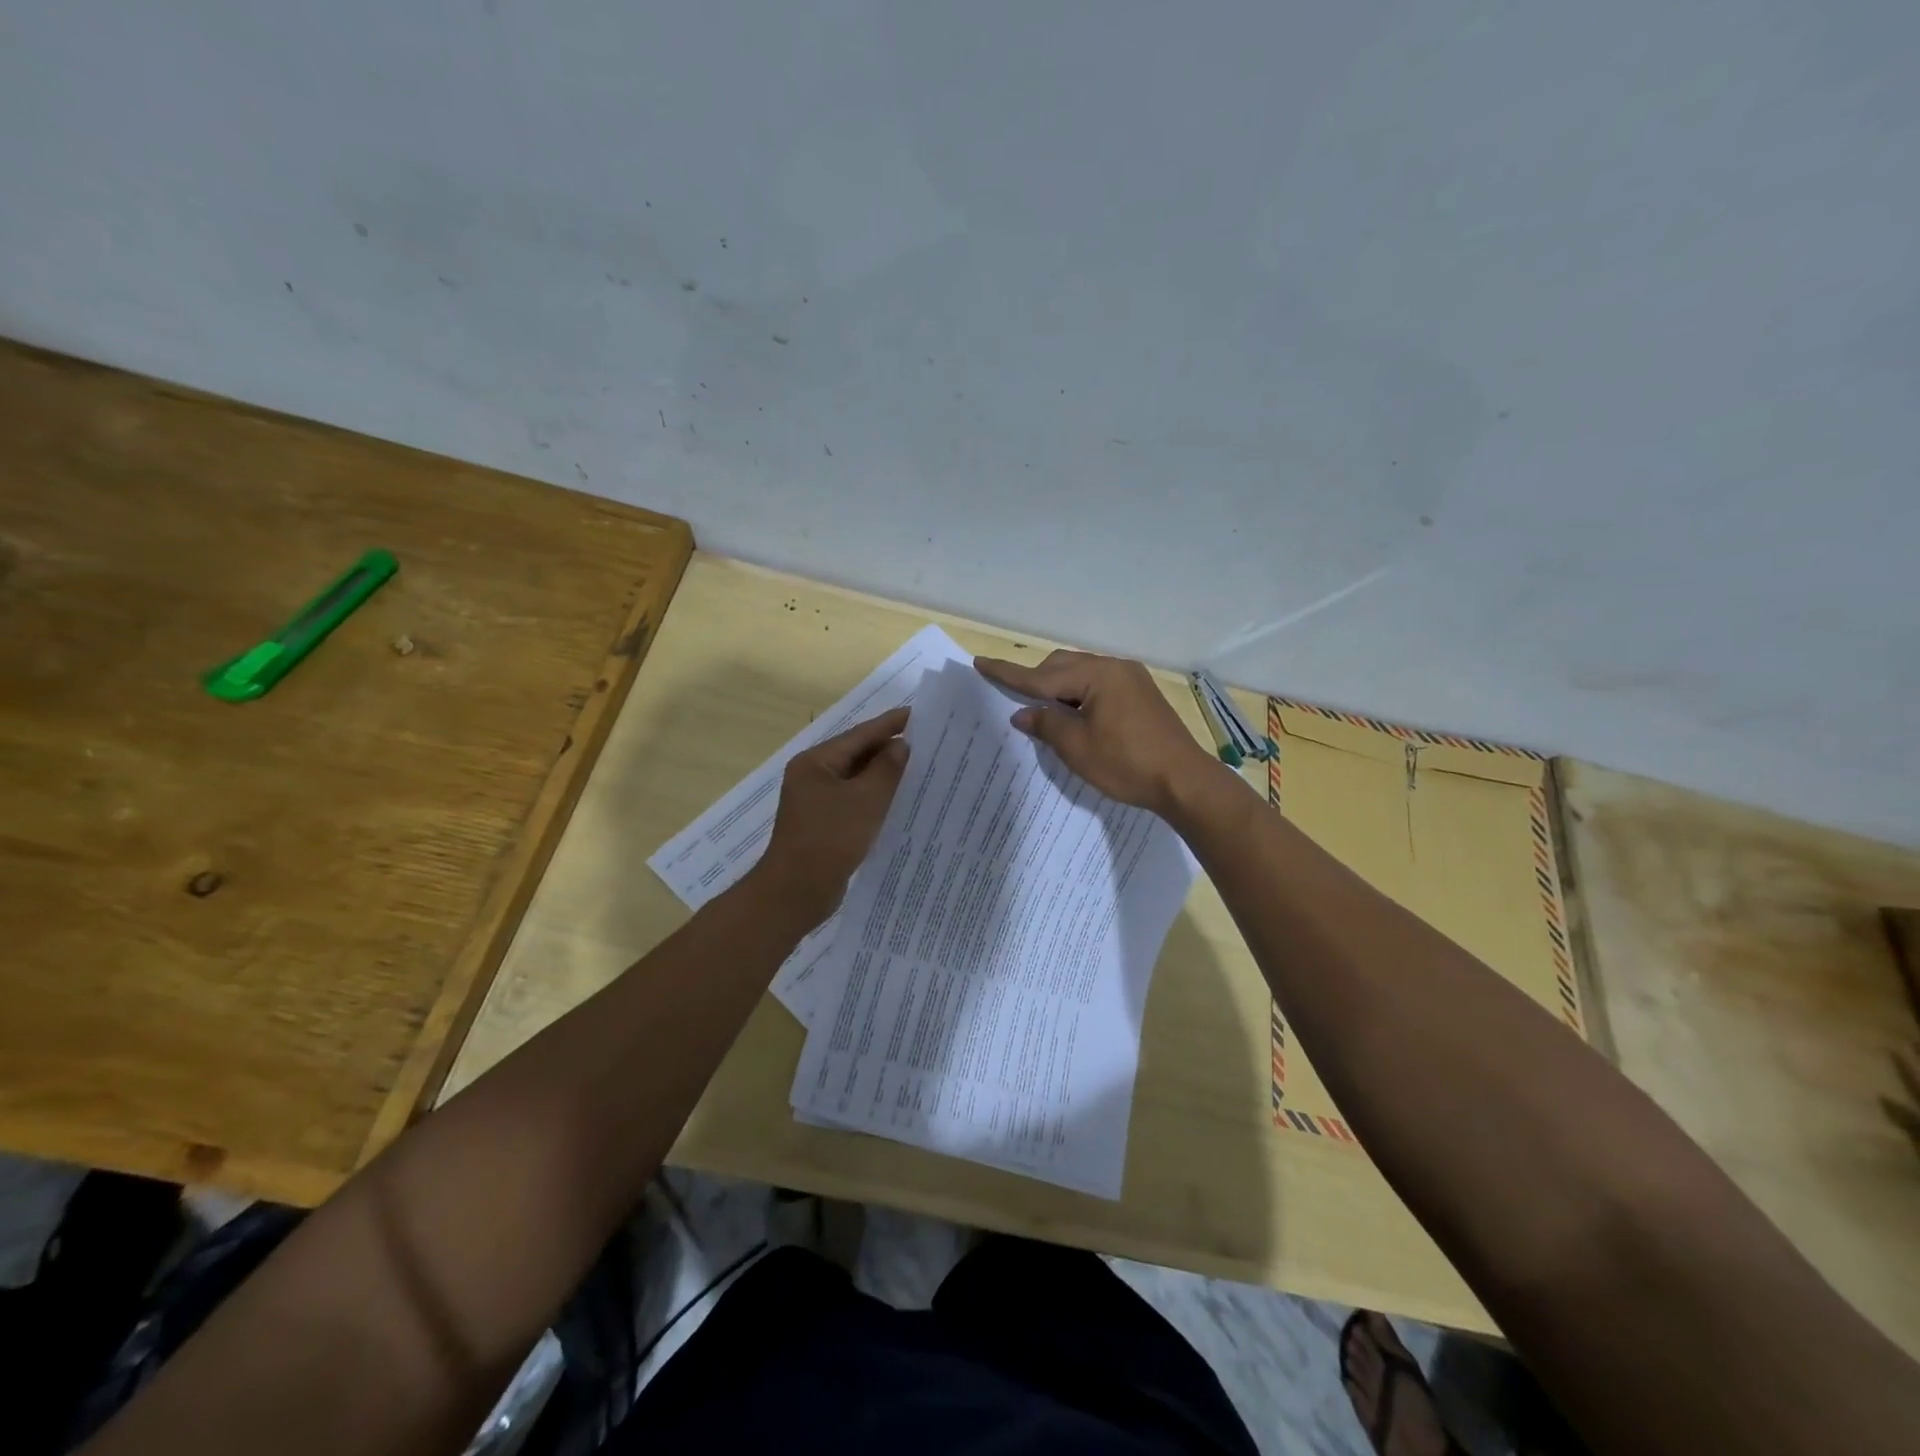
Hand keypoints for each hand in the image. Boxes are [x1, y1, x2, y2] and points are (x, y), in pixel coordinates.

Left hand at [753, 707, 909, 926]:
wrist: (796, 892)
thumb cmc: (830, 839)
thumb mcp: (866, 800)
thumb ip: (886, 769)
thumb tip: (900, 745)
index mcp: (816, 762)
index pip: (859, 735)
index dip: (890, 724)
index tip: (919, 714)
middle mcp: (813, 776)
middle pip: (857, 754)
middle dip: (889, 749)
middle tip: (927, 742)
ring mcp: (816, 801)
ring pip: (856, 779)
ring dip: (884, 774)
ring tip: (920, 768)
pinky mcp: (824, 824)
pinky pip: (854, 801)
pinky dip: (875, 797)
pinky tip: (899, 801)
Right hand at [973, 651, 1219, 818]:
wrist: (1184, 781)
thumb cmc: (1127, 764)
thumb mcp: (1077, 747)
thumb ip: (1046, 724)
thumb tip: (1023, 713)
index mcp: (1097, 675)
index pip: (1041, 675)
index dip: (1009, 673)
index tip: (981, 662)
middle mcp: (1115, 668)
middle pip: (1062, 666)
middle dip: (1036, 680)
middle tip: (1013, 698)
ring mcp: (1131, 679)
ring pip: (1081, 675)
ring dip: (1058, 689)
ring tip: (1042, 711)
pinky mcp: (1140, 695)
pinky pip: (1098, 685)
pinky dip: (1079, 696)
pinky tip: (1073, 715)